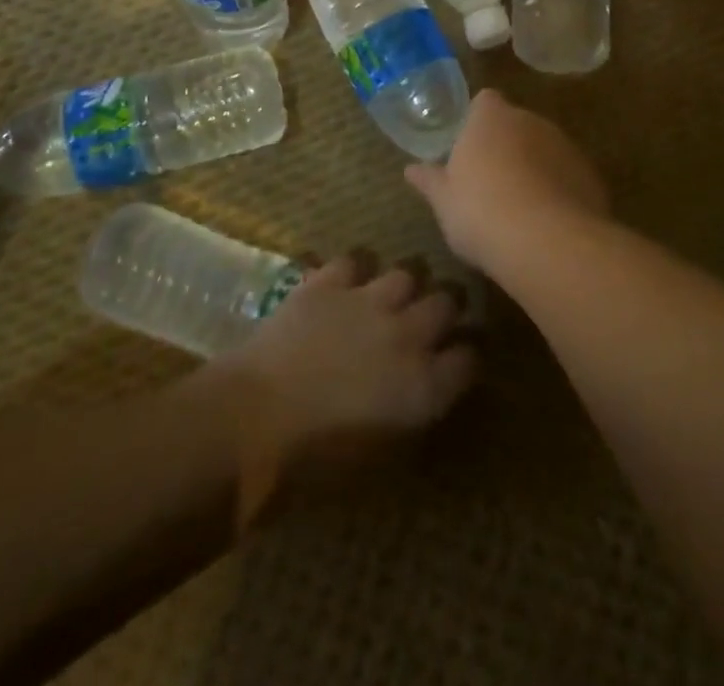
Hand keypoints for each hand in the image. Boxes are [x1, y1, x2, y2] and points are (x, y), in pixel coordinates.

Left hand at [206, 255, 475, 514]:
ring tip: (392, 297)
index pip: (469, 359)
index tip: (458, 360)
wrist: (254, 420)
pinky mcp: (329, 282)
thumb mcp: (378, 457)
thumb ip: (409, 416)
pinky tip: (347, 284)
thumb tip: (420, 395)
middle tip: (432, 319)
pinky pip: (354, 260)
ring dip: (404, 286)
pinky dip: (354, 271)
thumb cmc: (315, 462)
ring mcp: (368, 300)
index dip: (465, 357)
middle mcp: (407, 333)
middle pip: (446, 302)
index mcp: (425, 386)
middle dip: (445, 308)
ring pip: (407, 272)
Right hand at [404, 89, 608, 269]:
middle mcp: (530, 120)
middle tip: (490, 182)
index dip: (477, 120)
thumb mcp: (444, 201)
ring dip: (535, 167)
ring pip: (545, 148)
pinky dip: (559, 189)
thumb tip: (410, 169)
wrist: (547, 242)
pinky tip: (547, 222)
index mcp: (491, 118)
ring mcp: (565, 146)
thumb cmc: (480, 211)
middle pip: (516, 124)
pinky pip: (567, 174)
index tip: (469, 148)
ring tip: (520, 207)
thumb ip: (429, 180)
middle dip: (506, 145)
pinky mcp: (590, 175)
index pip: (485, 101)